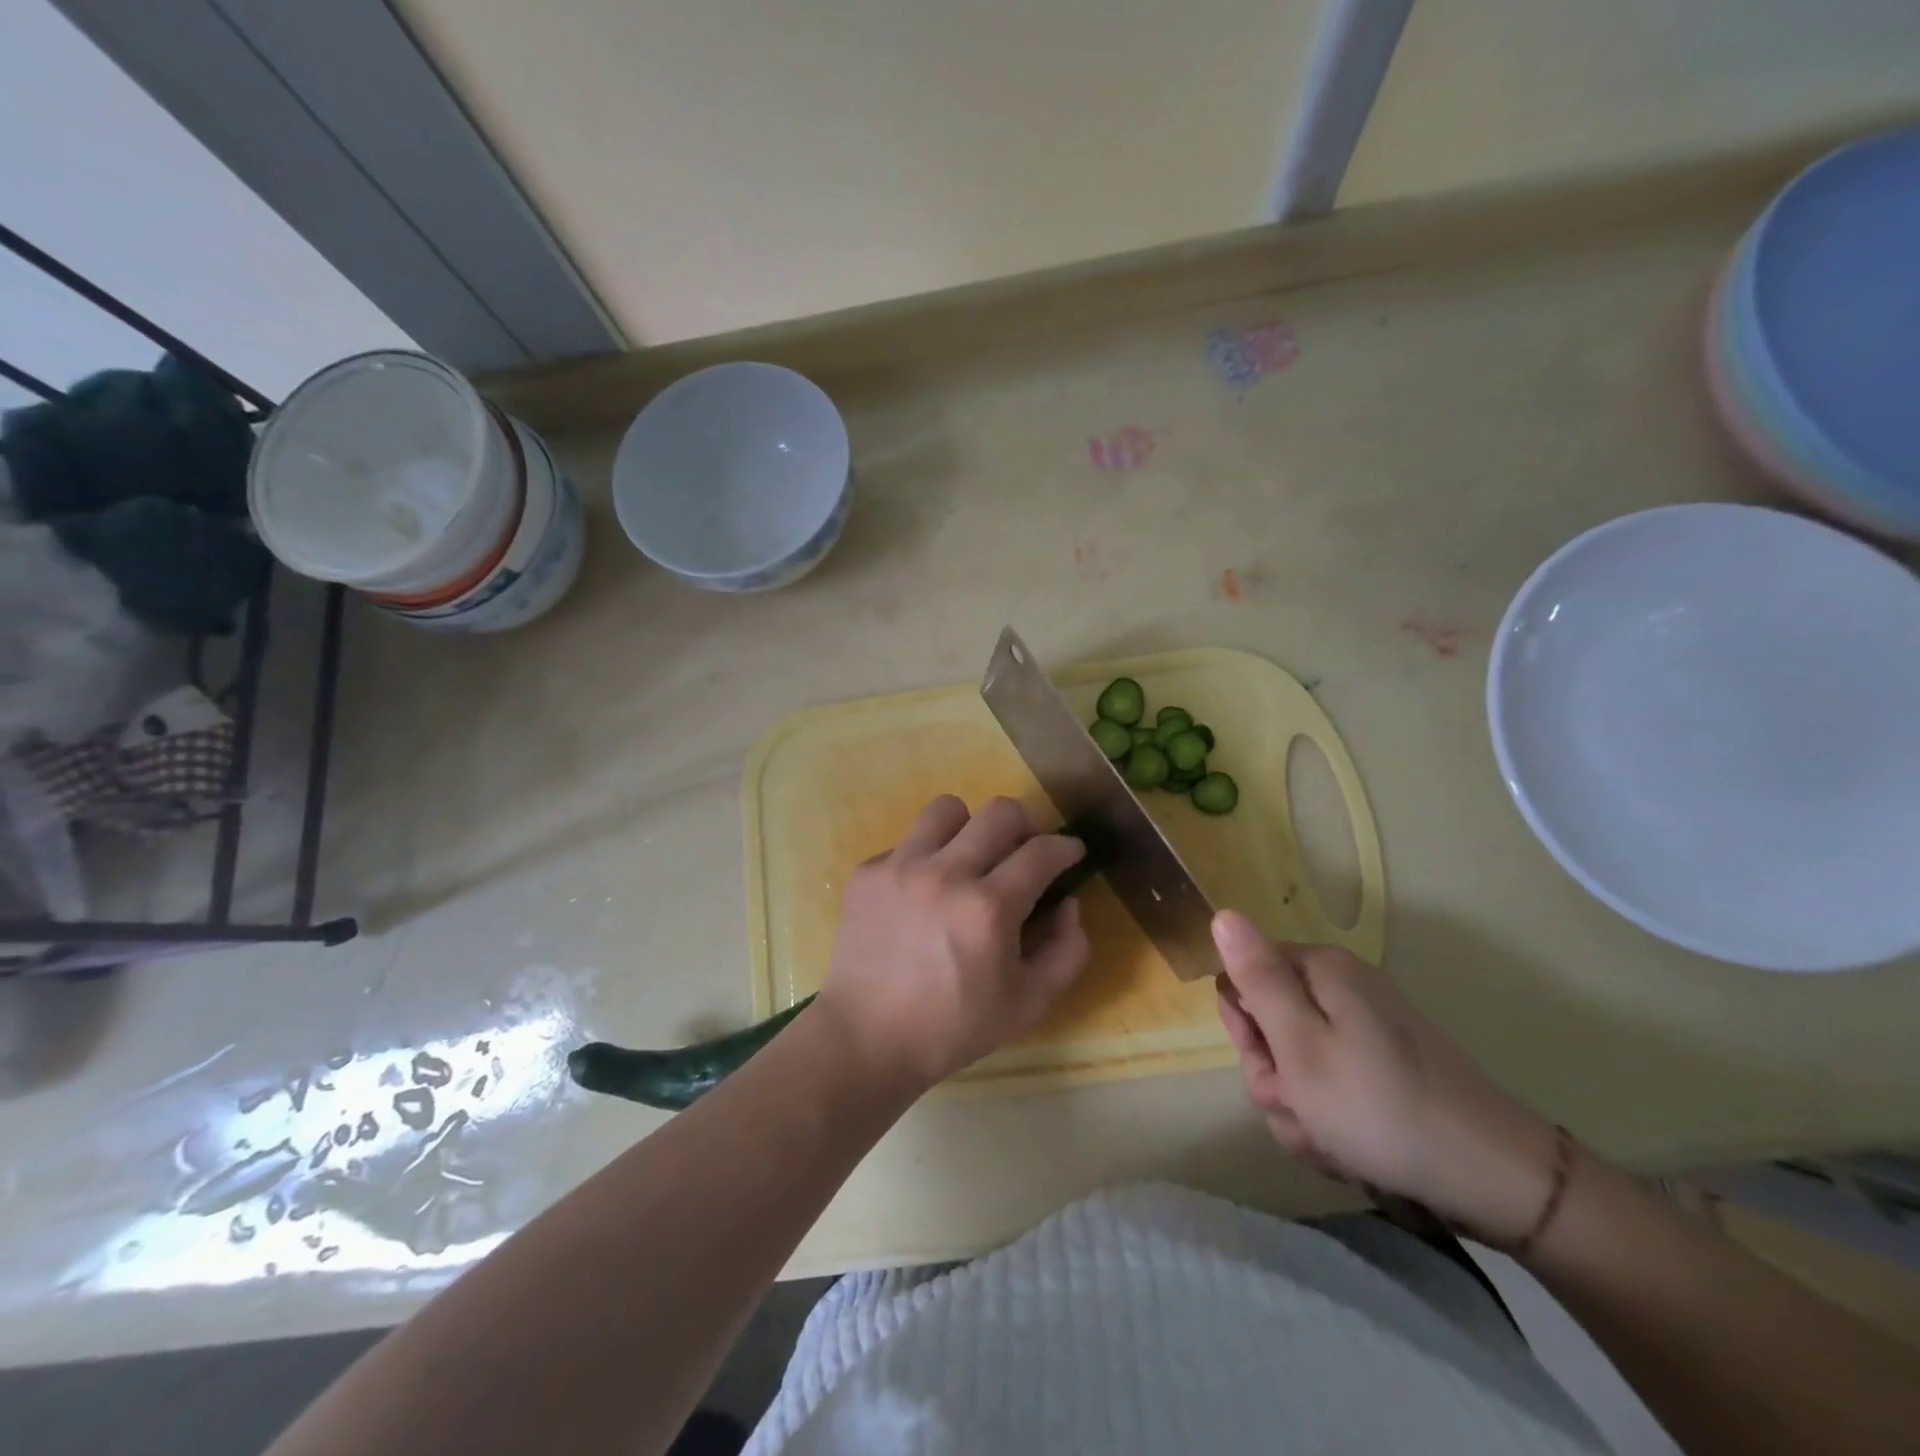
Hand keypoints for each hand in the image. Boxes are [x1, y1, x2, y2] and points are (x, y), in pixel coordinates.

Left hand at [815, 795, 1089, 1094]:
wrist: (867, 1039)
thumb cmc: (954, 1027)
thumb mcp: (1030, 1003)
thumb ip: (1068, 950)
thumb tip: (1067, 902)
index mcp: (990, 908)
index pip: (1042, 851)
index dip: (1066, 847)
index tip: (1070, 852)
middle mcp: (946, 874)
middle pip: (1000, 811)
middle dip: (1026, 823)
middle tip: (1024, 848)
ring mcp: (901, 867)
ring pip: (947, 809)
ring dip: (969, 827)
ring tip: (968, 856)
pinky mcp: (867, 873)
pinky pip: (907, 842)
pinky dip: (924, 858)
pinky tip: (921, 893)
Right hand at [1212, 911, 1558, 1244]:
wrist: (1495, 1179)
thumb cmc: (1380, 1108)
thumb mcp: (1300, 1045)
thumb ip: (1257, 979)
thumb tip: (1223, 915)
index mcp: (1321, 970)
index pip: (1243, 978)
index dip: (1244, 1026)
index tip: (1271, 1065)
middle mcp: (1343, 989)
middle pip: (1269, 1024)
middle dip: (1274, 1077)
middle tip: (1302, 1108)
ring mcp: (1367, 1029)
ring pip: (1295, 1066)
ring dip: (1300, 1109)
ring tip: (1331, 1139)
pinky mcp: (1385, 1068)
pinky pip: (1330, 1089)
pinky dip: (1329, 1121)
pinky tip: (1351, 1149)